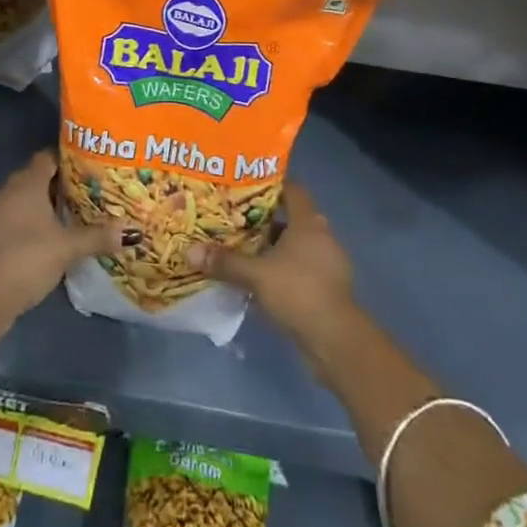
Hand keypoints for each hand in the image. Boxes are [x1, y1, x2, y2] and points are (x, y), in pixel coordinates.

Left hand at [0, 149, 134, 327]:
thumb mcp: (67, 248)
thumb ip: (98, 236)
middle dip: (61, 182)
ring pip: (26, 197)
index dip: (68, 158)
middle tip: (89, 189)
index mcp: (27, 183)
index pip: (48, 157)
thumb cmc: (28, 258)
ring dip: (46, 202)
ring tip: (74, 211)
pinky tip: (51, 233)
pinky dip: (33, 219)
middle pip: (38, 176)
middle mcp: (9, 190)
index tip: (91, 165)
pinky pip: (16, 214)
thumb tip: (132, 232)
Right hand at [188, 184, 354, 346]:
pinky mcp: (329, 288)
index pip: (292, 189)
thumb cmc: (298, 292)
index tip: (246, 188)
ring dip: (273, 248)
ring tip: (244, 251)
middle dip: (265, 220)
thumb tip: (190, 251)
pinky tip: (262, 282)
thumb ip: (225, 262)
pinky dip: (283, 271)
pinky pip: (301, 269)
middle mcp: (321, 236)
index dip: (271, 185)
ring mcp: (328, 263)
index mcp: (308, 222)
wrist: (336, 340)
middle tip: (236, 220)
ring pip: (296, 246)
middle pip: (291, 218)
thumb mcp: (256, 275)